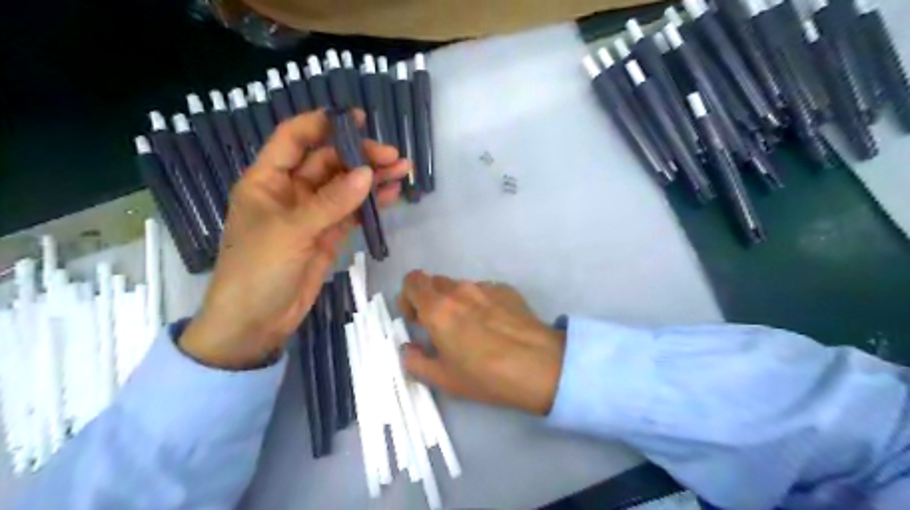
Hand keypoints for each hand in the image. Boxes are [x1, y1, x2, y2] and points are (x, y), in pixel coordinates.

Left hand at [181, 110, 408, 367]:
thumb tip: (368, 173)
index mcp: (267, 180)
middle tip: (392, 157)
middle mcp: (290, 191)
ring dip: (371, 178)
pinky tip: (392, 195)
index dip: (323, 125)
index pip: (294, 139)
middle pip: (328, 162)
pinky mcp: (327, 235)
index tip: (357, 120)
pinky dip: (371, 204)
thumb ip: (331, 202)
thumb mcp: (291, 232)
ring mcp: (312, 215)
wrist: (256, 322)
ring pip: (345, 187)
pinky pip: (352, 212)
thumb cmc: (258, 270)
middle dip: (359, 156)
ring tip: (402, 171)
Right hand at [398, 273, 562, 416]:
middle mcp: (460, 290)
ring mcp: (486, 287)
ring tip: (471, 329)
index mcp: (438, 308)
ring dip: (456, 302)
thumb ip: (416, 361)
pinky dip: (480, 303)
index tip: (416, 319)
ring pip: (460, 287)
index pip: (412, 281)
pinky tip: (495, 326)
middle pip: (435, 283)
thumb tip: (408, 348)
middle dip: (431, 301)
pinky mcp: (507, 290)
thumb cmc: (487, 376)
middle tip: (440, 327)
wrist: (540, 366)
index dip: (408, 297)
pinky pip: (484, 291)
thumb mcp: (444, 379)